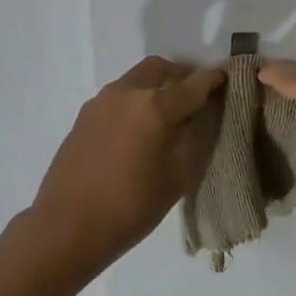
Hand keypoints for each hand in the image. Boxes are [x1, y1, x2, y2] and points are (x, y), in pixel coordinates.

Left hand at [28, 57, 224, 275]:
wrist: (67, 226)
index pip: (195, 83)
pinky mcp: (84, 115)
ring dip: (157, 87)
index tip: (228, 79)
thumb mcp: (179, 176)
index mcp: (155, 105)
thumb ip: (195, 136)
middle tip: (197, 97)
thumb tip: (201, 114)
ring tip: (168, 116)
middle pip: (162, 69)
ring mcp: (101, 101)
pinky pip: (119, 96)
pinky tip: (139, 130)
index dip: (215, 80)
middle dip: (183, 77)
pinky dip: (136, 101)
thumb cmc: (132, 206)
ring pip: (137, 80)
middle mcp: (127, 92)